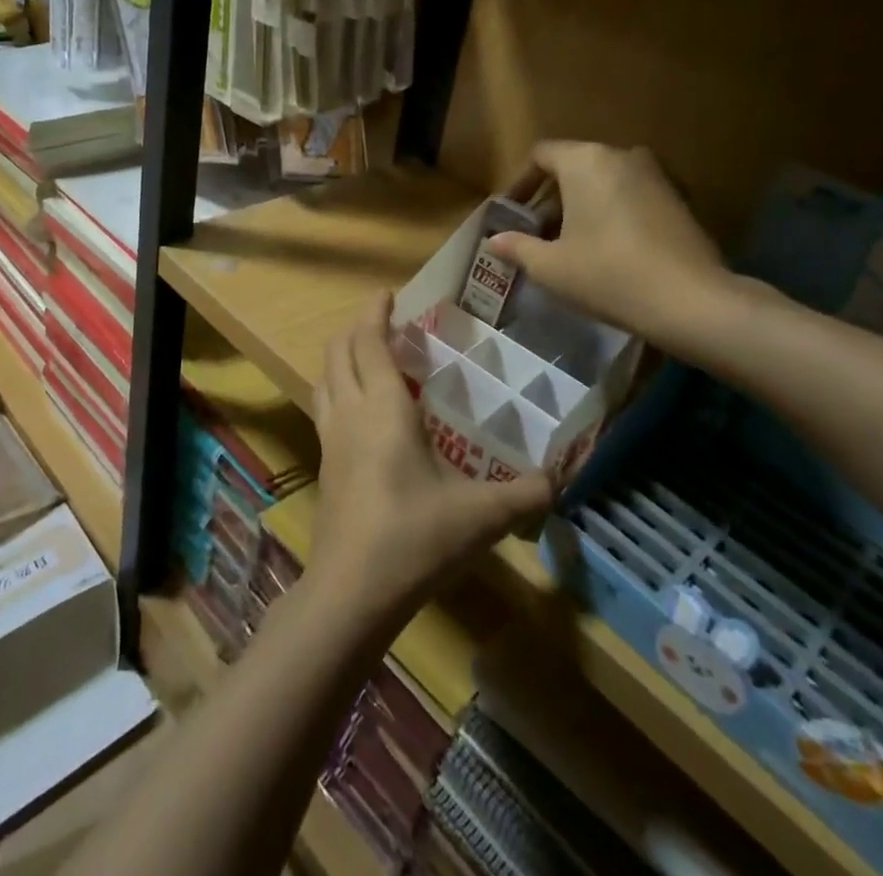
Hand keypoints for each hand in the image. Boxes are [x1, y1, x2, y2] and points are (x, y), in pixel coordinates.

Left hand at [309, 294, 553, 626]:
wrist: (352, 590)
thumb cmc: (415, 537)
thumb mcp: (481, 515)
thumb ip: (525, 494)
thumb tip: (560, 480)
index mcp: (382, 407)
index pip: (368, 340)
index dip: (374, 311)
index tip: (387, 293)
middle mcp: (349, 411)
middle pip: (338, 351)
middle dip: (356, 327)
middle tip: (385, 323)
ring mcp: (329, 438)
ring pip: (325, 377)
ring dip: (342, 357)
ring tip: (371, 358)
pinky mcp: (323, 463)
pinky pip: (325, 407)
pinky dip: (339, 388)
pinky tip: (363, 412)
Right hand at [488, 141, 738, 358]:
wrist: (692, 301)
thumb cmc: (608, 275)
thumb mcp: (551, 267)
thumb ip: (517, 247)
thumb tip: (494, 241)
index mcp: (585, 161)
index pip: (541, 155)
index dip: (520, 183)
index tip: (511, 213)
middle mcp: (621, 155)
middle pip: (573, 166)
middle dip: (550, 198)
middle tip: (537, 233)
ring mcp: (655, 175)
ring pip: (603, 181)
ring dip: (581, 205)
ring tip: (569, 244)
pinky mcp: (678, 198)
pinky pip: (630, 195)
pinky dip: (611, 212)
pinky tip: (607, 249)